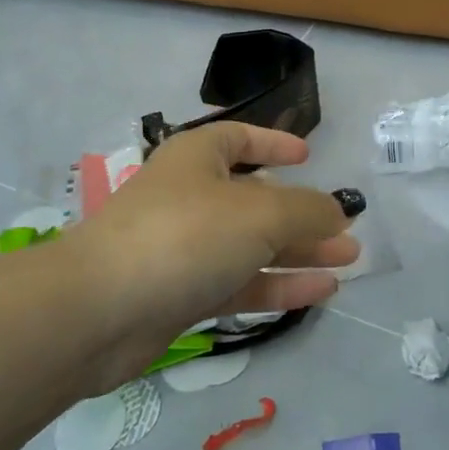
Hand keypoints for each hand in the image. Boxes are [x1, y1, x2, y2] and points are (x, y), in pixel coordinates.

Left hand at [67, 123, 360, 387]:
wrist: (99, 311)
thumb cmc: (185, 235)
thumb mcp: (260, 213)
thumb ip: (307, 210)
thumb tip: (337, 212)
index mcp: (197, 159)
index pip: (238, 139)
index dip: (273, 144)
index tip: (308, 156)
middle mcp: (190, 198)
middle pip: (255, 199)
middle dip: (303, 214)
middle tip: (347, 229)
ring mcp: (184, 249)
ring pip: (251, 245)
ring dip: (299, 252)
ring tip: (349, 259)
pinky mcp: (182, 295)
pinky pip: (239, 283)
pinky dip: (278, 285)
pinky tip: (321, 291)